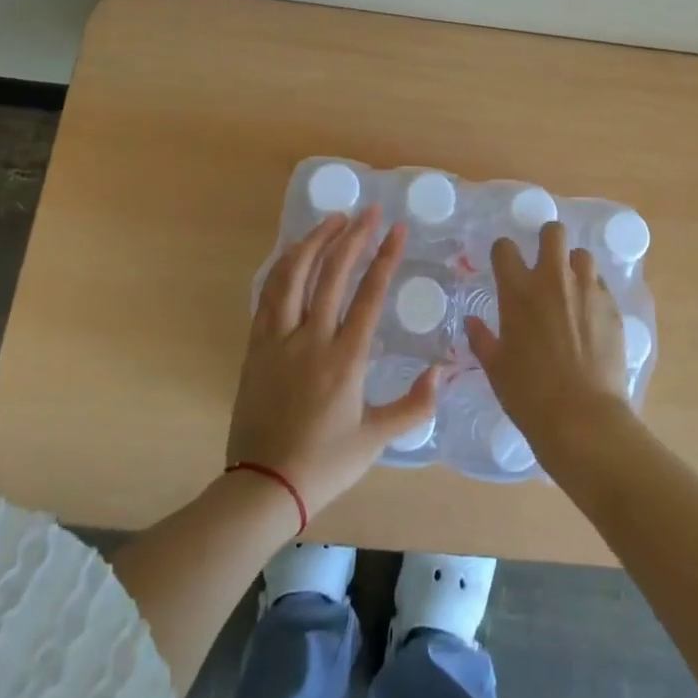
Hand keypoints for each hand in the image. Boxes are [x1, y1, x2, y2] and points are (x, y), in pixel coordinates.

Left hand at [227, 206, 438, 518]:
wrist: (262, 486)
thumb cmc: (324, 463)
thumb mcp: (376, 440)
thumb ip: (414, 406)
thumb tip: (442, 374)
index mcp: (345, 358)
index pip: (369, 294)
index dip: (385, 257)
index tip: (397, 228)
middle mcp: (311, 338)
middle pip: (332, 273)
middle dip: (353, 236)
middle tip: (369, 211)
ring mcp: (278, 340)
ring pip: (293, 275)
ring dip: (313, 242)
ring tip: (332, 220)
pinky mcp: (255, 347)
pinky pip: (268, 295)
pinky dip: (283, 267)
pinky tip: (293, 254)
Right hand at [467, 221, 633, 460]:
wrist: (582, 418)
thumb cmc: (529, 394)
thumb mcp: (495, 368)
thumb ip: (482, 338)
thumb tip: (471, 322)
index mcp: (518, 291)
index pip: (505, 247)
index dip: (504, 252)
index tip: (505, 264)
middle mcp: (553, 280)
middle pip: (554, 232)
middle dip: (548, 240)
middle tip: (545, 262)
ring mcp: (587, 290)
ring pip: (583, 255)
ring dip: (574, 266)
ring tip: (571, 288)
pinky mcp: (612, 307)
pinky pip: (601, 284)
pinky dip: (593, 292)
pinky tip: (589, 315)